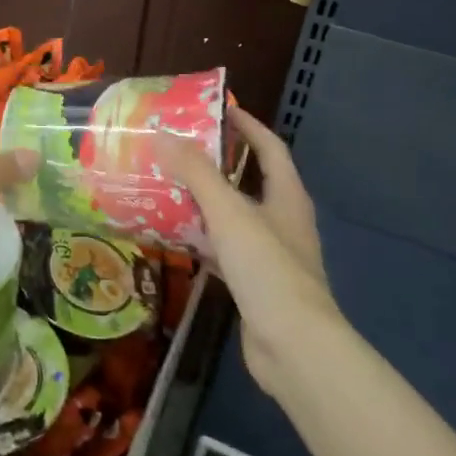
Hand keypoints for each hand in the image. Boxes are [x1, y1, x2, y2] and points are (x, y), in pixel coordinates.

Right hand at [156, 106, 341, 394]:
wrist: (293, 346)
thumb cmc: (267, 268)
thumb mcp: (229, 212)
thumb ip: (196, 173)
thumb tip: (163, 134)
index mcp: (287, 197)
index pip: (270, 148)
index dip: (248, 126)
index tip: (220, 109)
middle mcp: (283, 221)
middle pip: (250, 181)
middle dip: (218, 164)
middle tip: (180, 149)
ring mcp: (271, 255)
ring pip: (234, 218)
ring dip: (206, 202)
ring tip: (168, 187)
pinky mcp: (255, 284)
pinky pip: (224, 251)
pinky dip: (202, 240)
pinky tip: (175, 237)